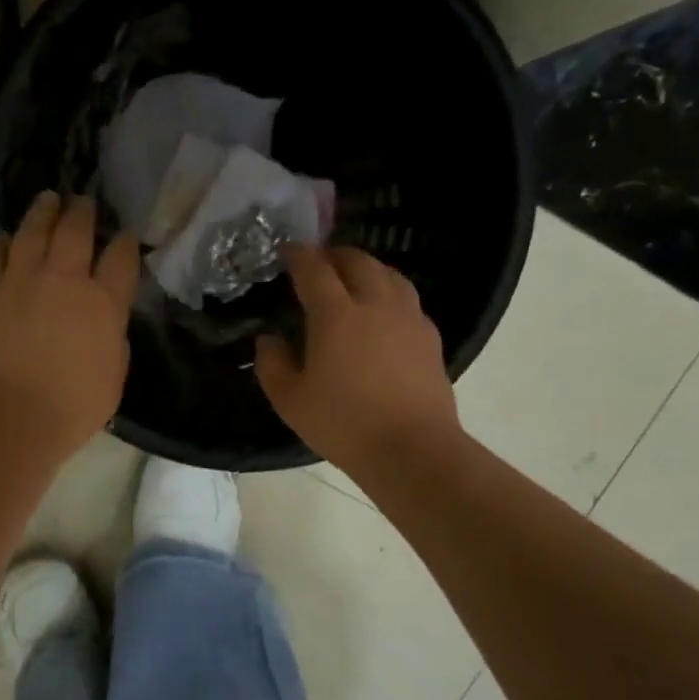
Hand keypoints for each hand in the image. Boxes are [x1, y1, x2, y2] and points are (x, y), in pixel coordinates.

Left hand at [0, 192, 140, 456]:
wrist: (8, 417)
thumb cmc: (70, 409)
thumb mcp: (113, 377)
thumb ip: (113, 341)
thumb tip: (105, 323)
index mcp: (103, 303)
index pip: (121, 257)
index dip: (124, 242)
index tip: (124, 236)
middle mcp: (64, 280)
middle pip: (75, 230)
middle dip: (82, 211)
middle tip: (82, 201)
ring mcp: (20, 280)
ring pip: (32, 231)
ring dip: (42, 212)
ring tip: (47, 200)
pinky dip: (0, 243)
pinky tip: (4, 238)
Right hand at [255, 245, 461, 473]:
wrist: (412, 449)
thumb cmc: (343, 423)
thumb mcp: (289, 399)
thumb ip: (271, 363)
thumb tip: (269, 339)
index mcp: (336, 315)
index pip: (314, 270)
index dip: (298, 255)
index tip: (287, 250)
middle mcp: (375, 305)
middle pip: (358, 262)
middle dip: (335, 255)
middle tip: (319, 263)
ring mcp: (408, 319)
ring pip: (389, 275)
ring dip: (367, 269)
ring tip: (353, 279)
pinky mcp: (430, 338)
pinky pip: (407, 300)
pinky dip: (389, 294)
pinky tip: (383, 313)